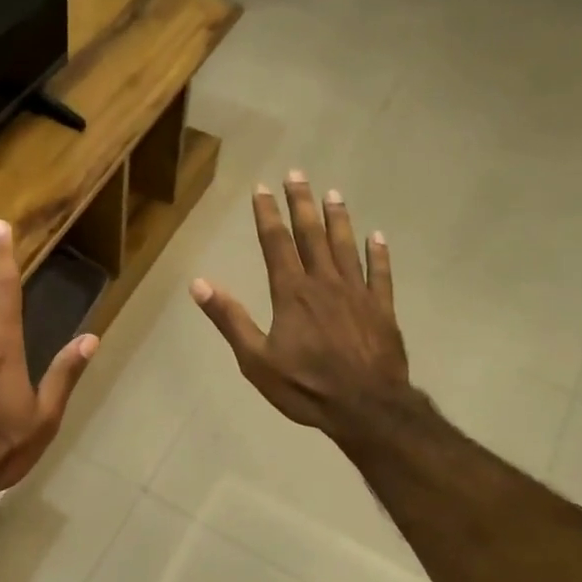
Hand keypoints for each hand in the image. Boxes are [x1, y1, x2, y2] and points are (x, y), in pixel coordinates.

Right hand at [190, 171, 418, 449]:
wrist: (365, 407)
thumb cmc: (305, 386)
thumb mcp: (255, 359)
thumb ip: (229, 319)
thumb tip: (198, 284)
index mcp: (291, 293)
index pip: (276, 244)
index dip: (268, 214)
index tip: (262, 189)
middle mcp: (325, 283)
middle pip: (312, 235)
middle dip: (302, 203)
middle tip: (297, 174)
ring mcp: (358, 293)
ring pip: (346, 246)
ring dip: (339, 218)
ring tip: (334, 193)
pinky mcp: (382, 309)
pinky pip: (381, 273)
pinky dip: (379, 253)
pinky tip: (377, 236)